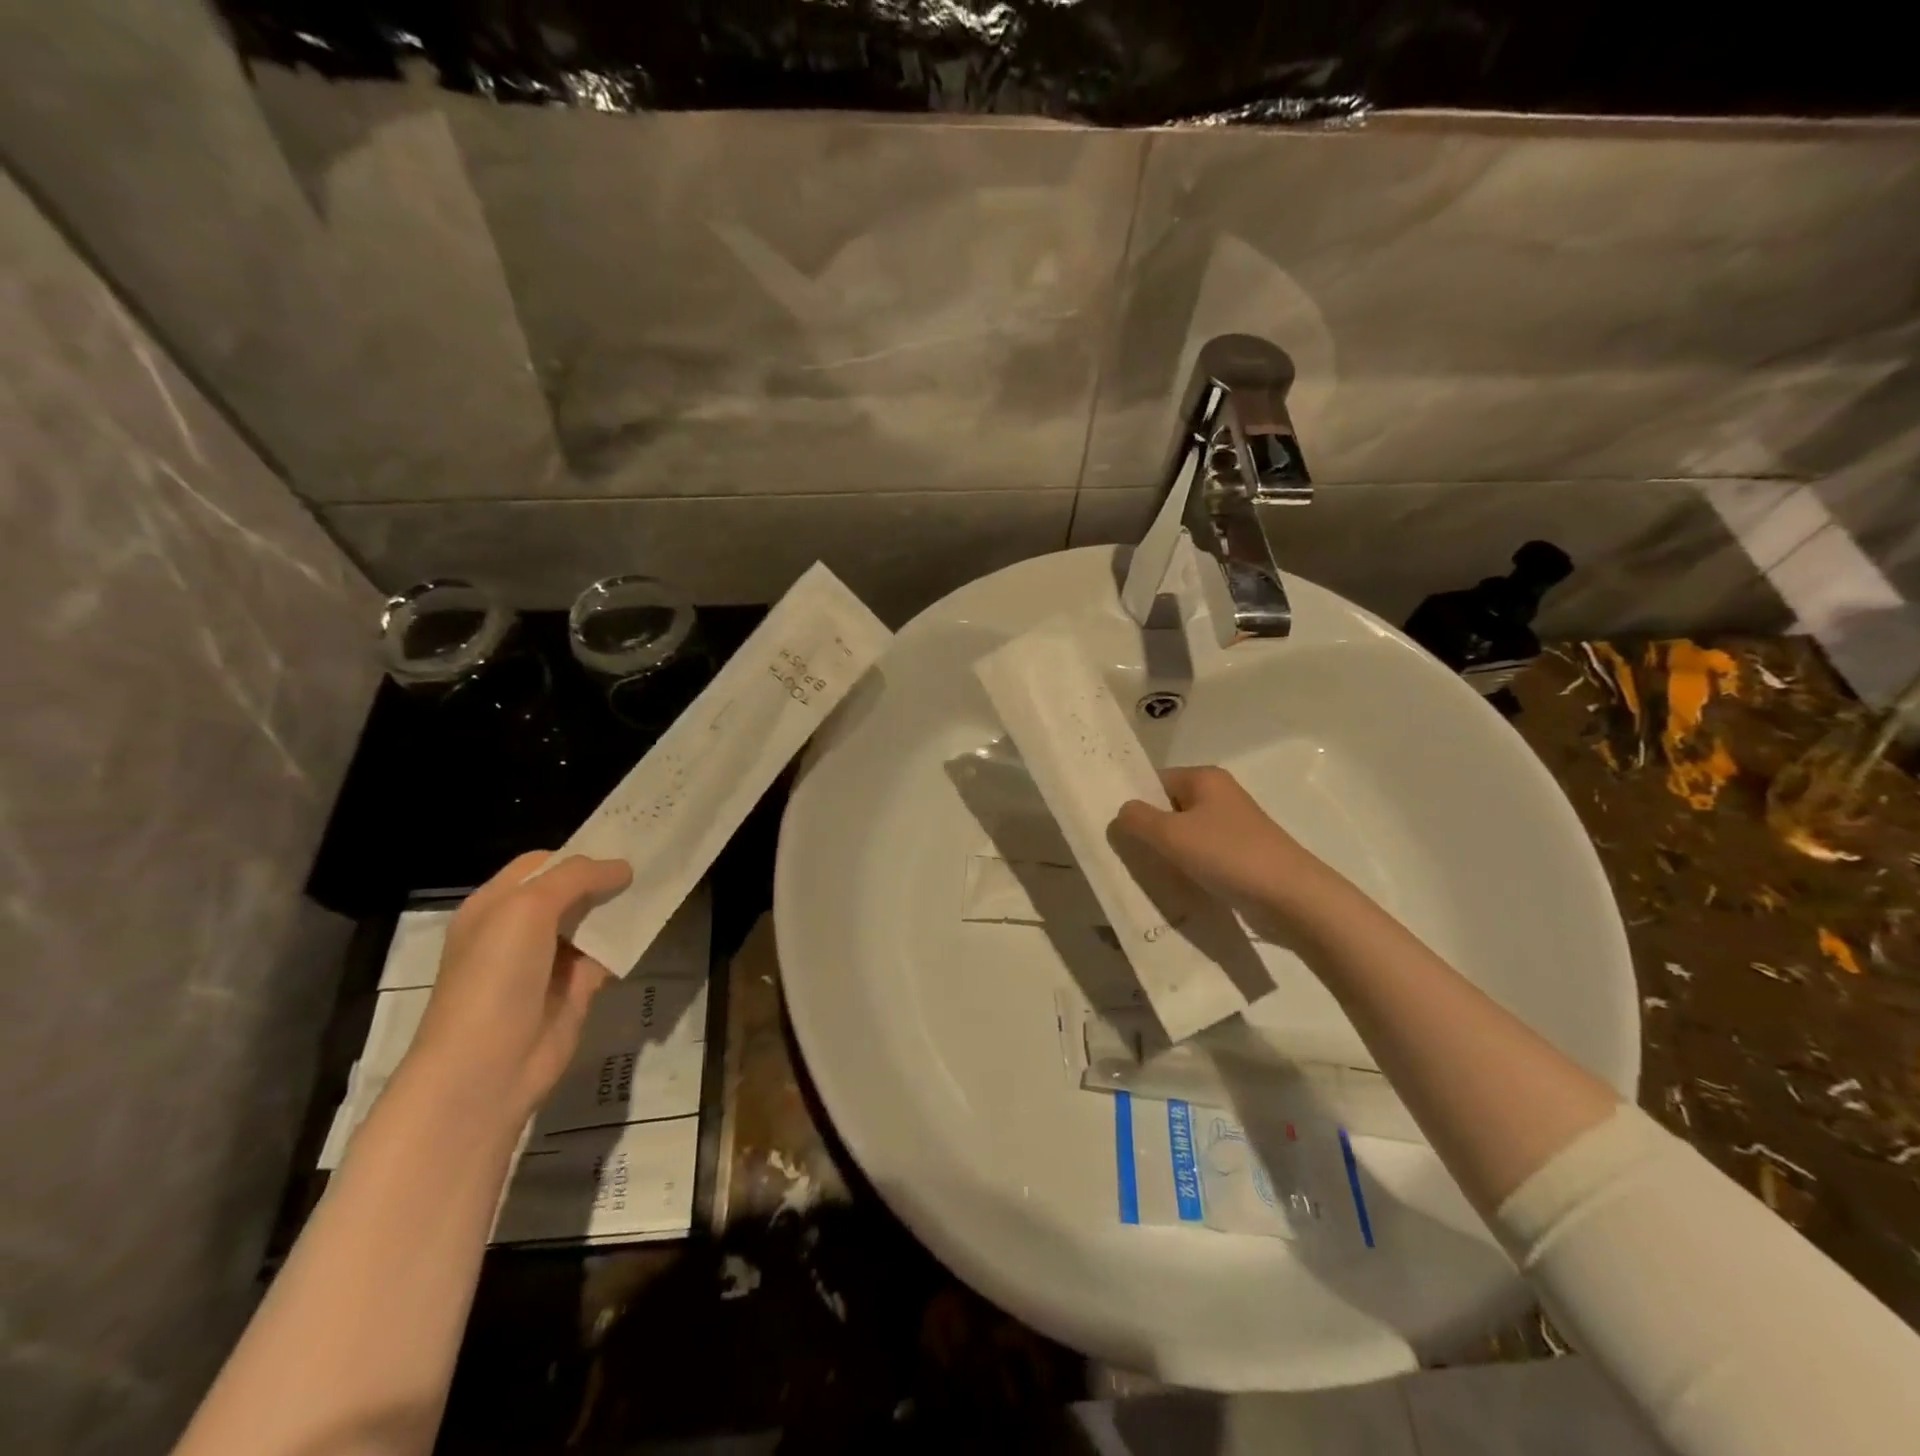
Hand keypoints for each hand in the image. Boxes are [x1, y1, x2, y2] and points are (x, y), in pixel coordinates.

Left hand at [403, 851, 631, 1125]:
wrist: (485, 1068)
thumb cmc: (496, 977)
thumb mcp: (528, 909)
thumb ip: (576, 878)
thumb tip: (622, 867)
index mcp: (495, 905)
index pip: (542, 864)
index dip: (580, 854)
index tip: (625, 844)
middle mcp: (519, 930)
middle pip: (571, 892)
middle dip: (606, 878)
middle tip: (652, 860)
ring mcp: (548, 961)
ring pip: (592, 922)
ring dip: (621, 908)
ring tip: (661, 885)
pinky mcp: (574, 989)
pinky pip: (607, 954)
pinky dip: (627, 942)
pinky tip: (652, 926)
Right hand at [1114, 765, 1325, 911]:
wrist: (1291, 897)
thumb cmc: (1228, 855)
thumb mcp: (1171, 834)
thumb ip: (1138, 819)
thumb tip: (1122, 812)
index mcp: (1205, 778)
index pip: (1155, 781)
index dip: (1133, 801)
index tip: (1113, 828)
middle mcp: (1220, 795)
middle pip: (1169, 807)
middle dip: (1147, 830)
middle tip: (1123, 854)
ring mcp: (1233, 827)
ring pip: (1185, 835)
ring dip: (1167, 853)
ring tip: (1145, 874)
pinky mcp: (1241, 855)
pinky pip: (1202, 856)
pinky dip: (1187, 868)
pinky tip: (1175, 887)